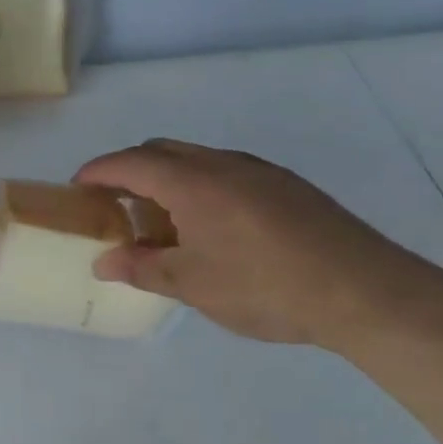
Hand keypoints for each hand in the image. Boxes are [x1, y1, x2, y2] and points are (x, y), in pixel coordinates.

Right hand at [73, 139, 442, 349]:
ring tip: (161, 222)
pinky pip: (226, 172)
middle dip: (129, 170)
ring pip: (196, 160)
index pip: (129, 163)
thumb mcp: (192, 285)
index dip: (97, 172)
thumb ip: (142, 268)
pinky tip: (211, 228)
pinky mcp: (287, 187)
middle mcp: (223, 164)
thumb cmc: (265, 286)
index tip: (77, 189)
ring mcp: (259, 171)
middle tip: (114, 206)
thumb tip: (104, 262)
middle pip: (161, 151)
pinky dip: (200, 187)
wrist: (365, 292)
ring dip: (166, 179)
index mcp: (192, 182)